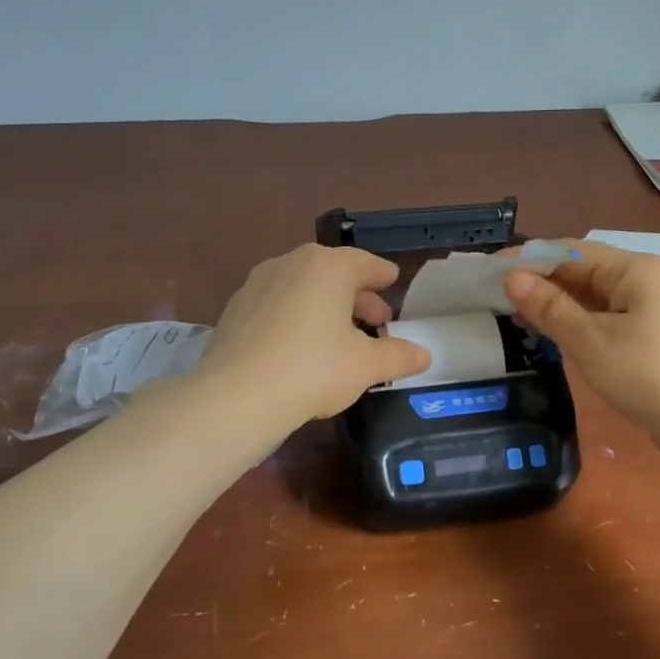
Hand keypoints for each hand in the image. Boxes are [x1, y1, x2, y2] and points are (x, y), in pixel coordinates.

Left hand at [195, 244, 430, 425]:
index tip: (393, 281)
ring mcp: (257, 284)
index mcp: (327, 267)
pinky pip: (278, 306)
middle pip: (333, 274)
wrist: (237, 395)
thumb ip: (399, 356)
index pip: (365, 263)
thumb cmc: (314, 369)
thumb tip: (425, 355)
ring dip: (326, 306)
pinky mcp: (235, 310)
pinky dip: (297, 317)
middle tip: (376, 321)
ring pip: (303, 288)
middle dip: (357, 296)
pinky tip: (303, 346)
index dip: (383, 275)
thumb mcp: (367, 365)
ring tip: (341, 335)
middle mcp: (290, 264)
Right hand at [503, 239, 659, 462]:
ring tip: (520, 322)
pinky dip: (581, 328)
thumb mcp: (591, 340)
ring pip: (596, 301)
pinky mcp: (655, 342)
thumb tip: (512, 277)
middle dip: (543, 284)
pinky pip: (609, 323)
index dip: (530, 258)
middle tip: (499, 301)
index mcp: (634, 269)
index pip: (572, 250)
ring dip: (560, 308)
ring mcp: (654, 313)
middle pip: (585, 273)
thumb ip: (550, 307)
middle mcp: (646, 282)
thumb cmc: (650, 374)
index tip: (492, 271)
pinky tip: (557, 341)